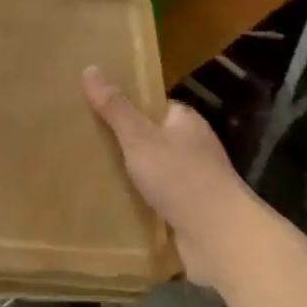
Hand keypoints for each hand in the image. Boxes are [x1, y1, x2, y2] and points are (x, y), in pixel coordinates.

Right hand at [83, 67, 269, 290]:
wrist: (220, 238)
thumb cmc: (181, 177)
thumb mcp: (140, 138)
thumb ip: (115, 108)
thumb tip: (90, 68)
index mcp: (186, 122)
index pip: (155, 106)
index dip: (129, 106)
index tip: (98, 108)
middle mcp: (193, 148)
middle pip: (152, 139)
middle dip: (125, 143)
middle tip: (87, 142)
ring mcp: (193, 182)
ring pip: (154, 172)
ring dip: (130, 175)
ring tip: (91, 173)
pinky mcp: (189, 212)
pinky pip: (156, 200)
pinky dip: (138, 202)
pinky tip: (112, 205)